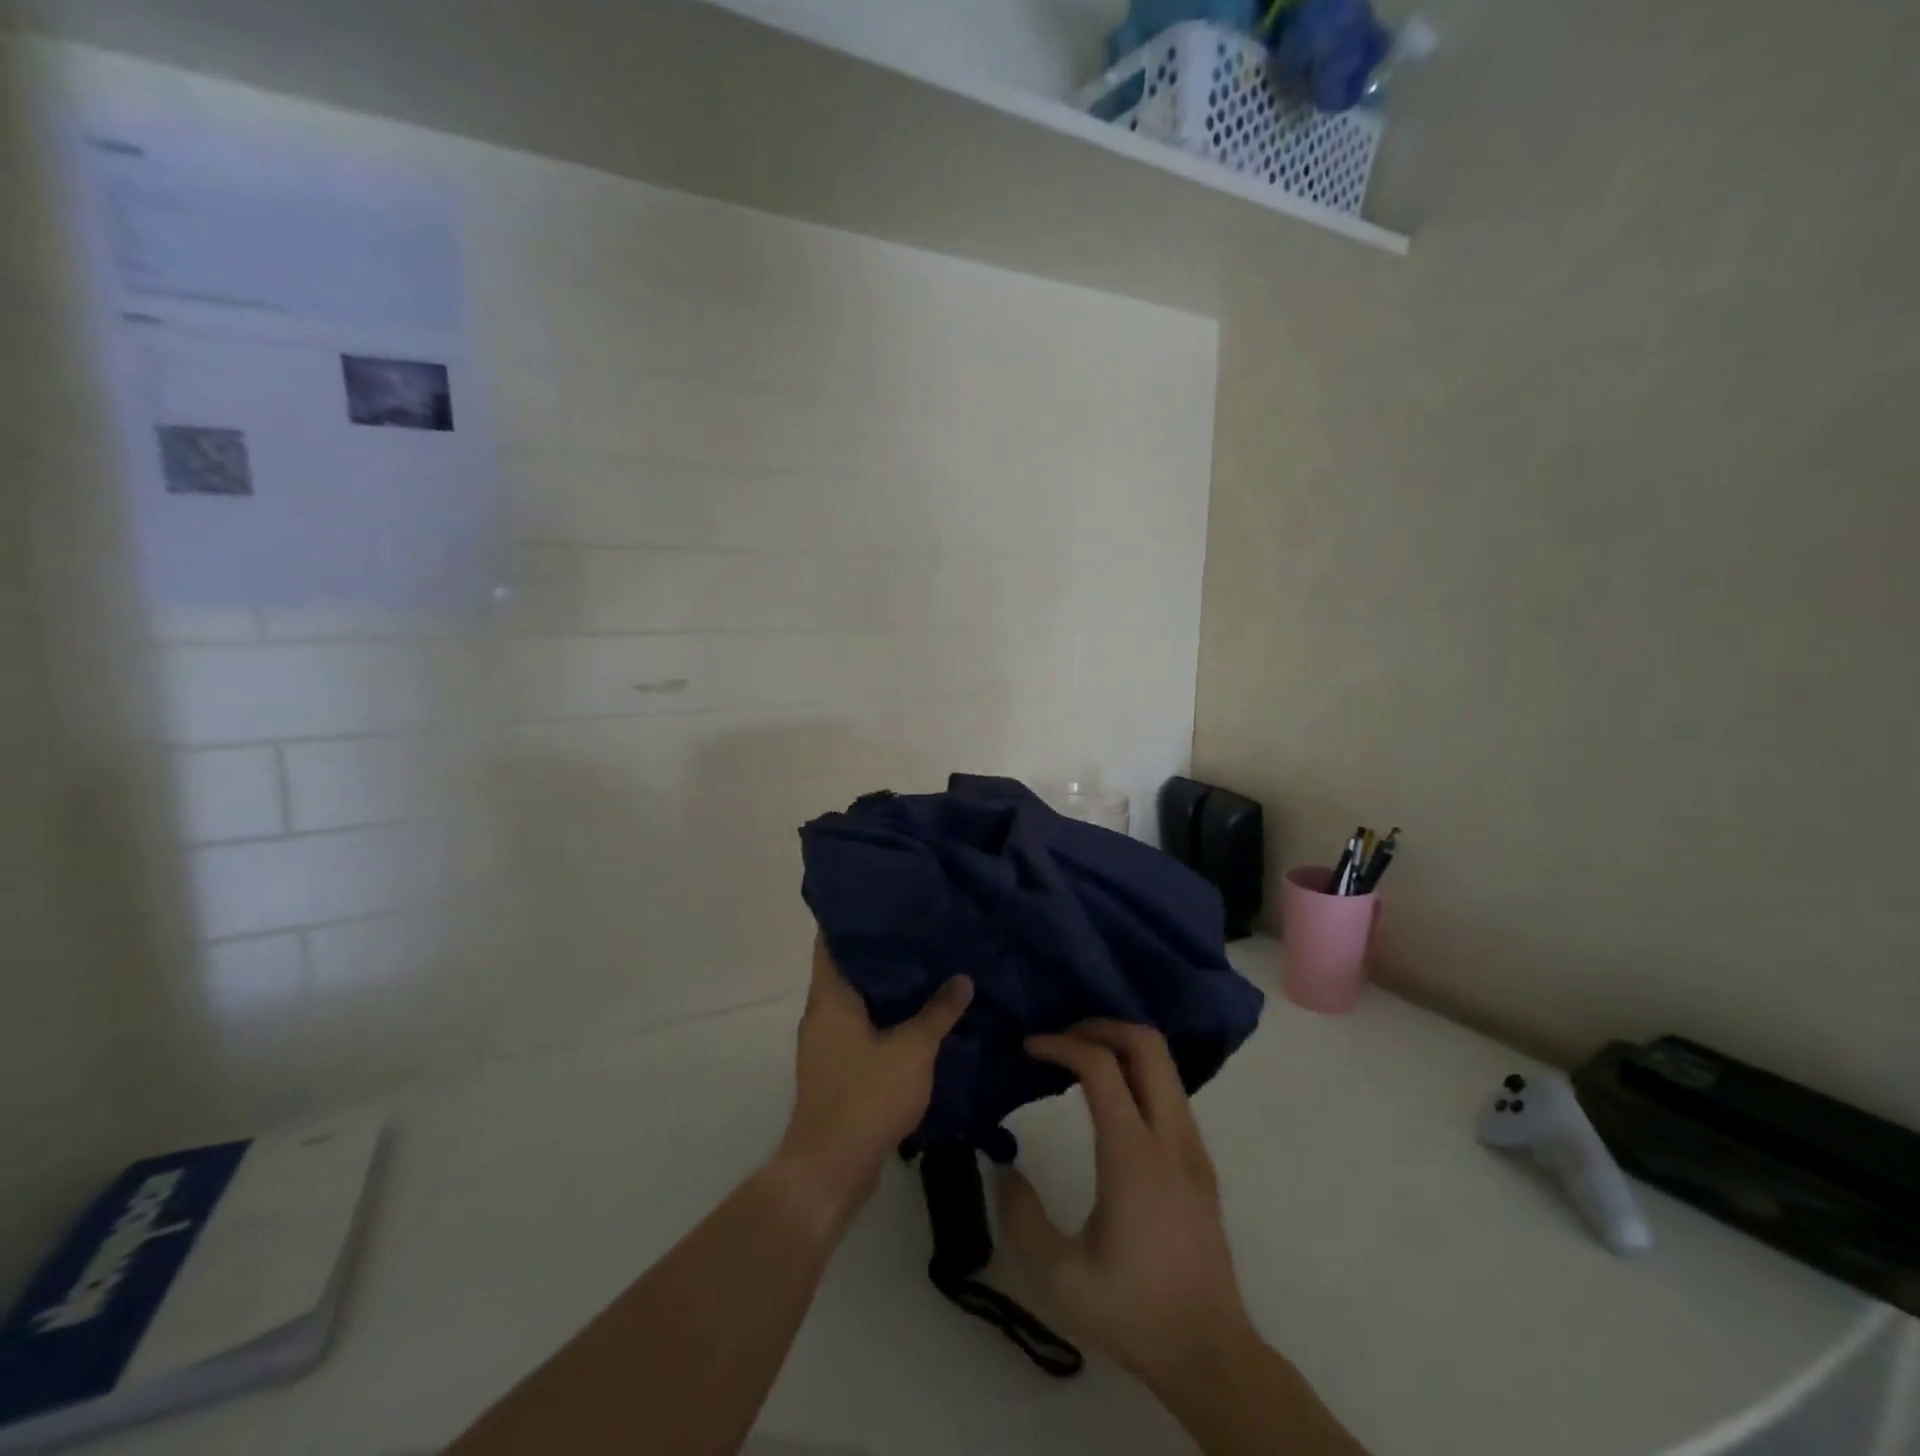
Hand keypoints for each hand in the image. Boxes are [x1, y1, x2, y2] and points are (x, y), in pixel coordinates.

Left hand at [776, 935, 972, 1228]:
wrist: (831, 1167)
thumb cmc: (867, 1095)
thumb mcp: (913, 1049)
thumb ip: (938, 1011)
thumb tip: (962, 978)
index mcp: (830, 996)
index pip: (830, 939)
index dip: (851, 916)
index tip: (881, 898)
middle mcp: (820, 1012)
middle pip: (845, 966)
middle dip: (878, 948)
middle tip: (915, 927)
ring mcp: (824, 1042)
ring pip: (854, 998)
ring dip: (883, 984)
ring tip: (921, 963)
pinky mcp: (834, 1067)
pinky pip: (858, 1025)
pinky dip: (882, 1014)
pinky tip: (914, 1013)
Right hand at [998, 1021, 1255, 1394]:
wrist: (1210, 1354)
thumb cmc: (1132, 1312)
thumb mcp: (1058, 1277)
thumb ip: (1021, 1216)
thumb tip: (1006, 1167)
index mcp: (1134, 1156)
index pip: (1101, 1066)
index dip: (1062, 1044)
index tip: (1030, 1047)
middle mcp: (1171, 1137)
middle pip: (1147, 1044)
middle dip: (1101, 1026)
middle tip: (1062, 1039)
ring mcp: (1193, 1146)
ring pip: (1165, 1063)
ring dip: (1121, 1046)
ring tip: (1079, 1060)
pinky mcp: (1201, 1161)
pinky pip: (1171, 1089)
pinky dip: (1138, 1071)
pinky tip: (1110, 1098)